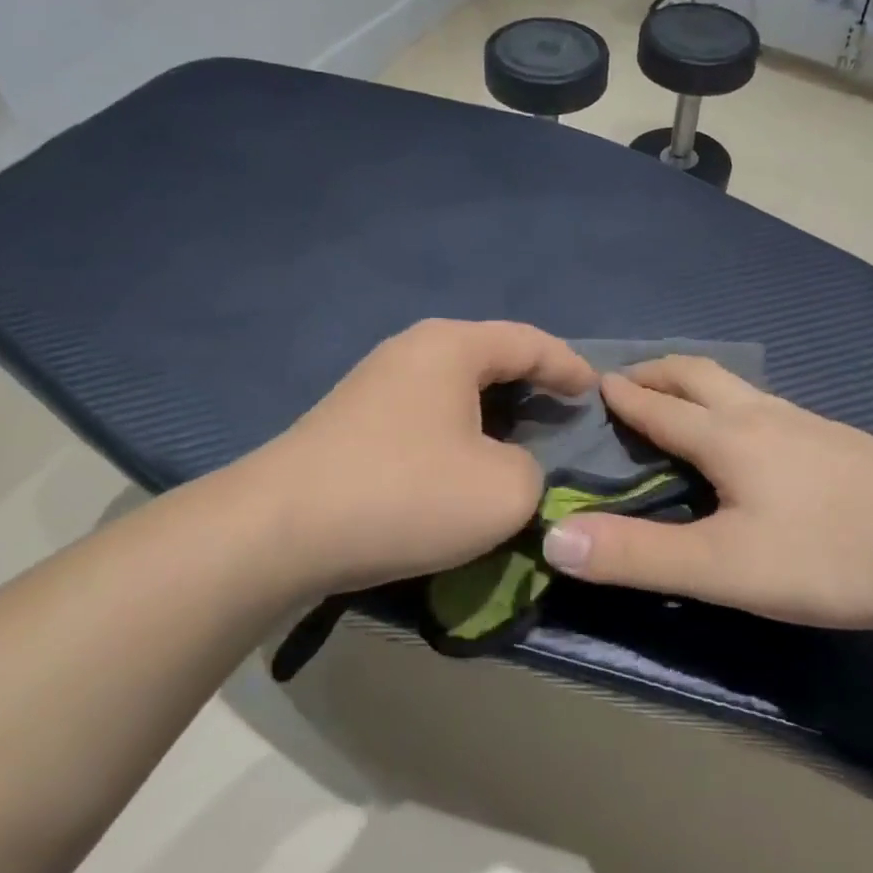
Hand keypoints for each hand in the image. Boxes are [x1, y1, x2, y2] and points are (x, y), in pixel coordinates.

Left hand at [250, 320, 594, 593]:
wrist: (277, 531)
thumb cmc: (405, 494)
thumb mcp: (503, 491)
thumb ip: (534, 471)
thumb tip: (513, 468)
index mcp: (452, 347)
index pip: (529, 342)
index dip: (569, 365)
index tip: (596, 391)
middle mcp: (411, 350)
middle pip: (489, 356)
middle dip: (531, 383)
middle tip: (563, 413)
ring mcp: (374, 383)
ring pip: (454, 387)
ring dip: (492, 410)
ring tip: (519, 439)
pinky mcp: (351, 420)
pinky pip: (424, 412)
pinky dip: (457, 429)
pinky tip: (462, 462)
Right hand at [540, 356, 872, 629]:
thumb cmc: (828, 555)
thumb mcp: (723, 566)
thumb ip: (638, 556)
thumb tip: (554, 539)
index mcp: (728, 435)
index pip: (659, 405)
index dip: (621, 395)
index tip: (591, 382)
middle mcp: (764, 415)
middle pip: (699, 374)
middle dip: (657, 371)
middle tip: (626, 380)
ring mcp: (807, 423)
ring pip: (738, 386)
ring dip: (697, 384)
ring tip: (680, 403)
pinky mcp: (839, 442)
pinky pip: (768, 406)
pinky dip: (734, 405)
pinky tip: (751, 439)